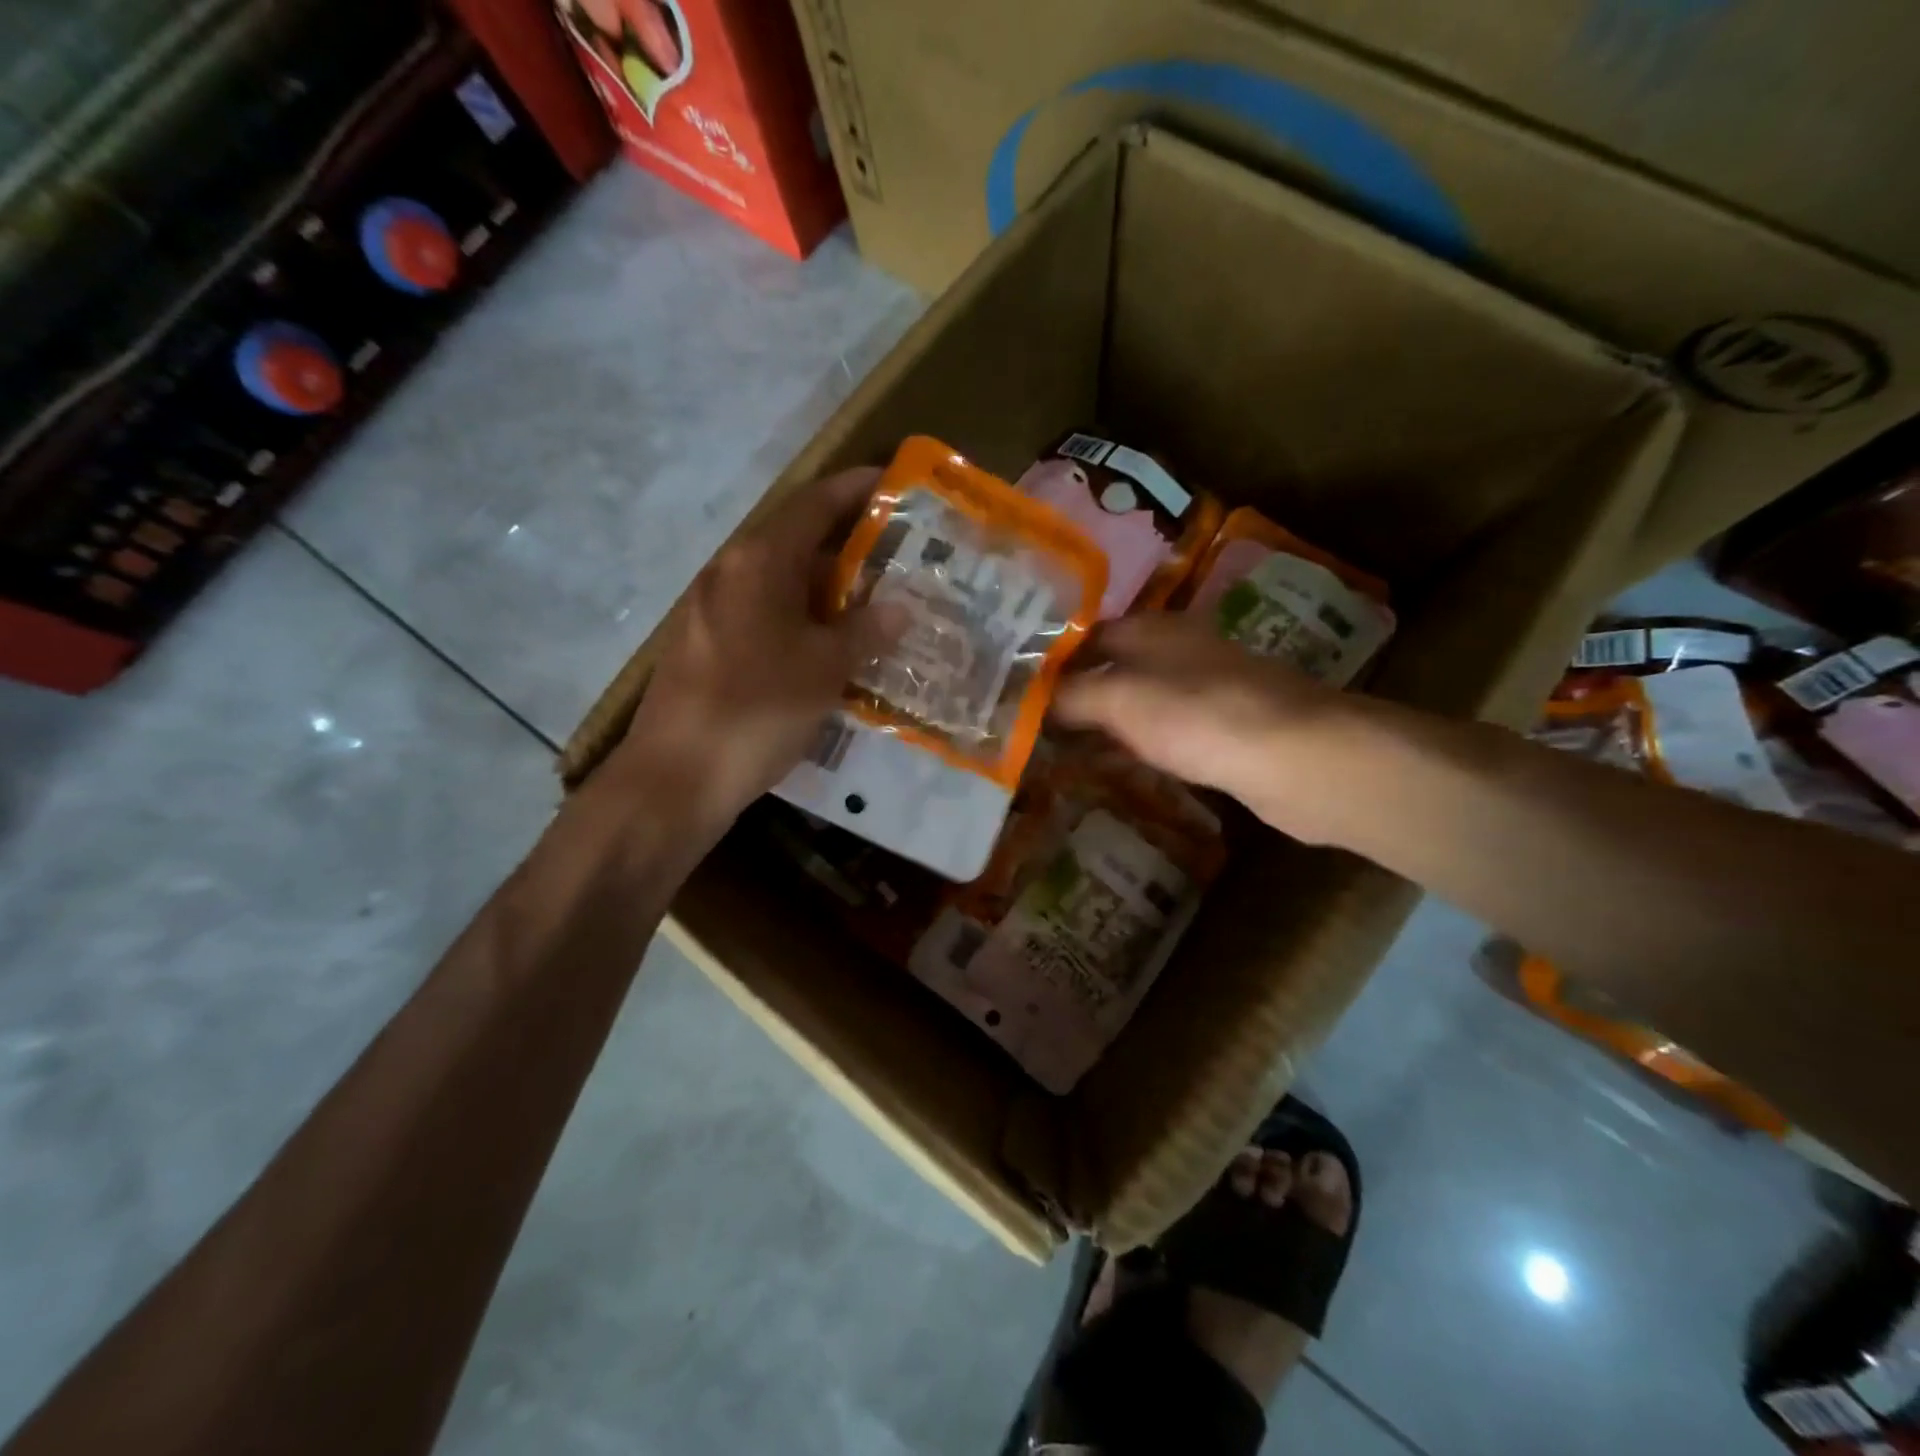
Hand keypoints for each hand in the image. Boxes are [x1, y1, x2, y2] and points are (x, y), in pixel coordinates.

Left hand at [608, 468, 899, 831]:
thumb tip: (898, 607)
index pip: (814, 504)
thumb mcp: (824, 668)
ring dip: (827, 590)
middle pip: (797, 542)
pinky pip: (765, 617)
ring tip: (876, 605)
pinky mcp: (707, 647)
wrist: (676, 777)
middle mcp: (730, 572)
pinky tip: (831, 649)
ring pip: (781, 584)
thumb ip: (865, 631)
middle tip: (901, 559)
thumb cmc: (757, 709)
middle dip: (849, 547)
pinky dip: (802, 621)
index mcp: (759, 561)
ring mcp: (712, 611)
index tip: (893, 483)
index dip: (855, 489)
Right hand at [1052, 614, 1363, 844]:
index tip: (1016, 687)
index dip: (1052, 658)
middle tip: (1030, 723)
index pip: (1087, 634)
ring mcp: (1206, 690)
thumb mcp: (1119, 698)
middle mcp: (1180, 650)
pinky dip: (1136, 745)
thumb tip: (1029, 699)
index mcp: (1154, 628)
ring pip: (1139, 701)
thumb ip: (1070, 696)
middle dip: (1074, 693)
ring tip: (1061, 748)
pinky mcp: (1224, 730)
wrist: (1297, 758)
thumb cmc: (1198, 715)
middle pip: (1114, 667)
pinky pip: (1165, 732)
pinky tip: (1118, 767)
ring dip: (1104, 722)